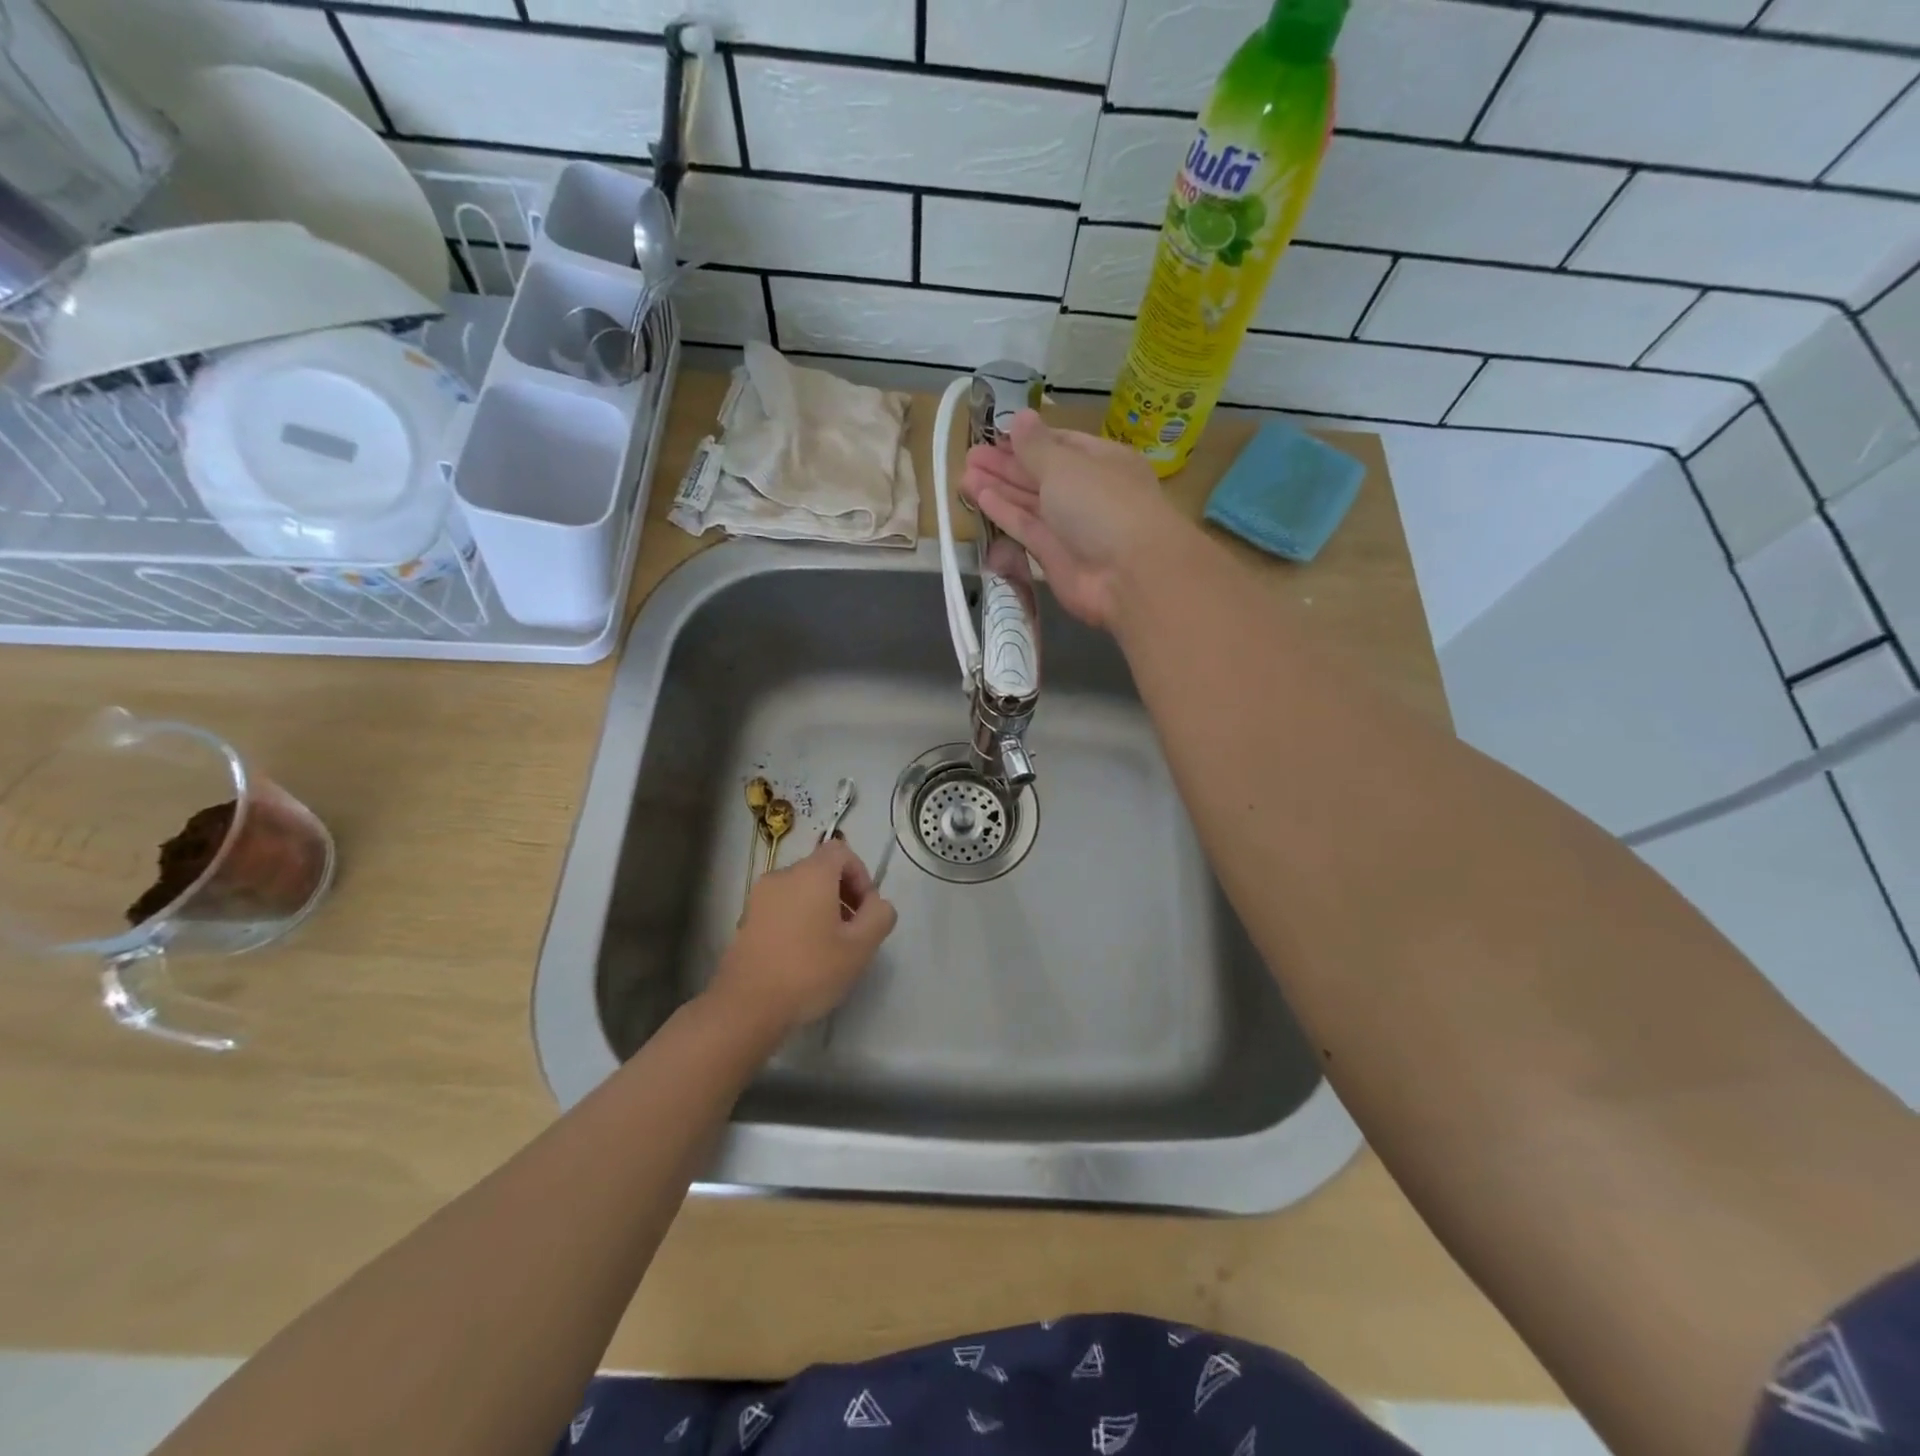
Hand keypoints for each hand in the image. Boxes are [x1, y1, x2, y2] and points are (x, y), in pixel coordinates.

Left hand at [710, 837, 897, 1033]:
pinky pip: (781, 907)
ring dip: (820, 908)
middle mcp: (782, 876)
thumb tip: (877, 904)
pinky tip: (801, 955)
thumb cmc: (809, 971)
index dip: (860, 875)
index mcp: (811, 873)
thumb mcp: (861, 947)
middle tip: (852, 932)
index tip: (865, 910)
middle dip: (843, 894)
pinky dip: (797, 919)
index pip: (841, 851)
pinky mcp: (746, 919)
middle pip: (820, 869)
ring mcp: (759, 897)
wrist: (746, 1006)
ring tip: (828, 947)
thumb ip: (880, 916)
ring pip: (800, 889)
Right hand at [961, 411, 1184, 629]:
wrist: (1128, 575)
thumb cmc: (1102, 505)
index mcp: (1102, 461)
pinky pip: (1026, 528)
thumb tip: (1020, 417)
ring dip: (999, 487)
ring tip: (965, 473)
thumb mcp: (1065, 466)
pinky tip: (979, 497)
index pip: (1061, 444)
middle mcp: (1088, 492)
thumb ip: (1036, 446)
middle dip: (1007, 464)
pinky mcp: (1055, 557)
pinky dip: (1004, 513)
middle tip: (971, 455)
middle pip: (1042, 474)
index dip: (1028, 440)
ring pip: (1031, 502)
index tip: (995, 435)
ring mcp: (1072, 527)